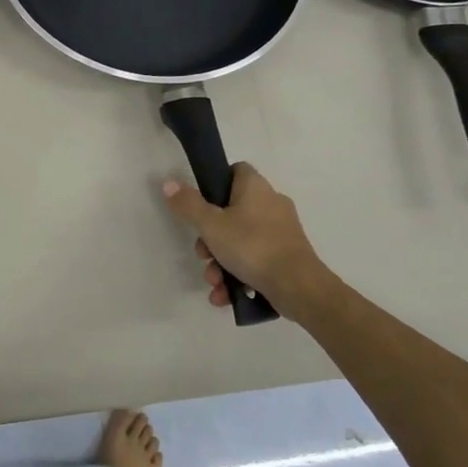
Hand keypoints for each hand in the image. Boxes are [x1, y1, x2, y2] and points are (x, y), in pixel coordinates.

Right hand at [161, 162, 333, 312]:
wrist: (298, 287)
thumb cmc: (252, 246)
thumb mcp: (211, 225)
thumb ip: (188, 205)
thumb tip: (168, 183)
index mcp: (256, 188)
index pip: (235, 170)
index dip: (215, 183)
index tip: (200, 204)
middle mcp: (271, 204)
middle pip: (231, 212)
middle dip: (211, 239)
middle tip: (203, 255)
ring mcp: (281, 231)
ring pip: (241, 240)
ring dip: (222, 262)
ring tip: (214, 283)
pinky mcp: (287, 256)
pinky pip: (255, 259)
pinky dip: (239, 275)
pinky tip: (226, 296)